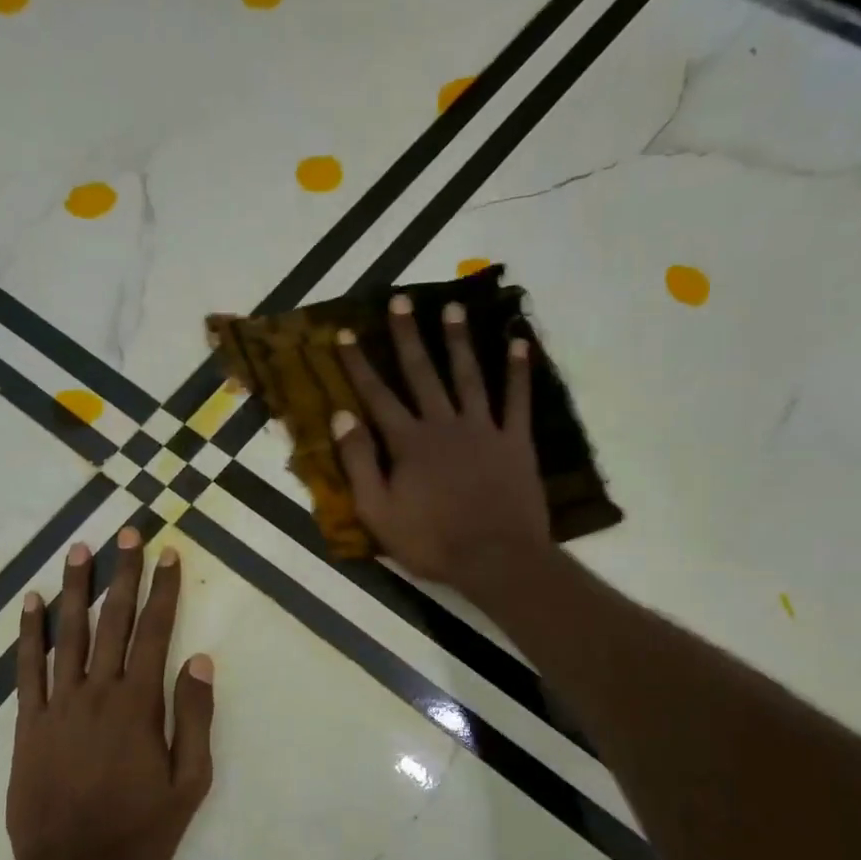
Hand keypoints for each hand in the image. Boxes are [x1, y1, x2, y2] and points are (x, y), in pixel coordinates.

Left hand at [7, 530, 215, 859]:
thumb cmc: (137, 832)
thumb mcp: (188, 785)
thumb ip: (194, 720)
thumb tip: (199, 661)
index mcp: (139, 705)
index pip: (156, 632)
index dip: (164, 590)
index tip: (169, 554)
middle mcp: (97, 692)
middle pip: (114, 621)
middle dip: (123, 574)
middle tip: (127, 532)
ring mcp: (57, 705)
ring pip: (68, 633)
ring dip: (76, 589)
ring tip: (79, 549)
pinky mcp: (27, 723)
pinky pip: (26, 668)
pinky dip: (28, 633)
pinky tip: (30, 602)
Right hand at [333, 294, 552, 600]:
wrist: (495, 559)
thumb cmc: (430, 542)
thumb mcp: (378, 512)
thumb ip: (359, 463)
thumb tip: (341, 416)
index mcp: (408, 442)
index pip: (377, 395)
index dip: (358, 364)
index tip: (345, 333)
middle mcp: (444, 424)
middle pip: (423, 373)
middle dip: (408, 336)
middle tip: (400, 300)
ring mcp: (483, 429)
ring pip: (469, 375)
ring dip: (459, 341)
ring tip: (453, 308)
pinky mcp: (515, 441)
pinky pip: (518, 399)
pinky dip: (519, 371)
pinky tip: (519, 343)